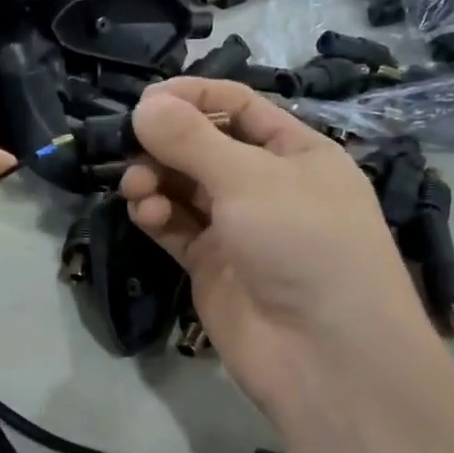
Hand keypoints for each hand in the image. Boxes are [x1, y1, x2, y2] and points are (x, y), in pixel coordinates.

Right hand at [120, 79, 437, 426]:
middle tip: (129, 146)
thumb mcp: (251, 179)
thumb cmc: (303, 243)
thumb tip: (144, 106)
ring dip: (155, 179)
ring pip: (183, 188)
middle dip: (165, 143)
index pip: (239, 107)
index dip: (193, 96)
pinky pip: (176, 227)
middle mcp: (267, 185)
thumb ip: (192, 140)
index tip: (146, 100)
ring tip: (136, 187)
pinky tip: (145, 214)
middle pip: (204, 147)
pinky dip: (157, 215)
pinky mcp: (211, 264)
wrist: (325, 356)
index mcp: (296, 152)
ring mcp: (238, 228)